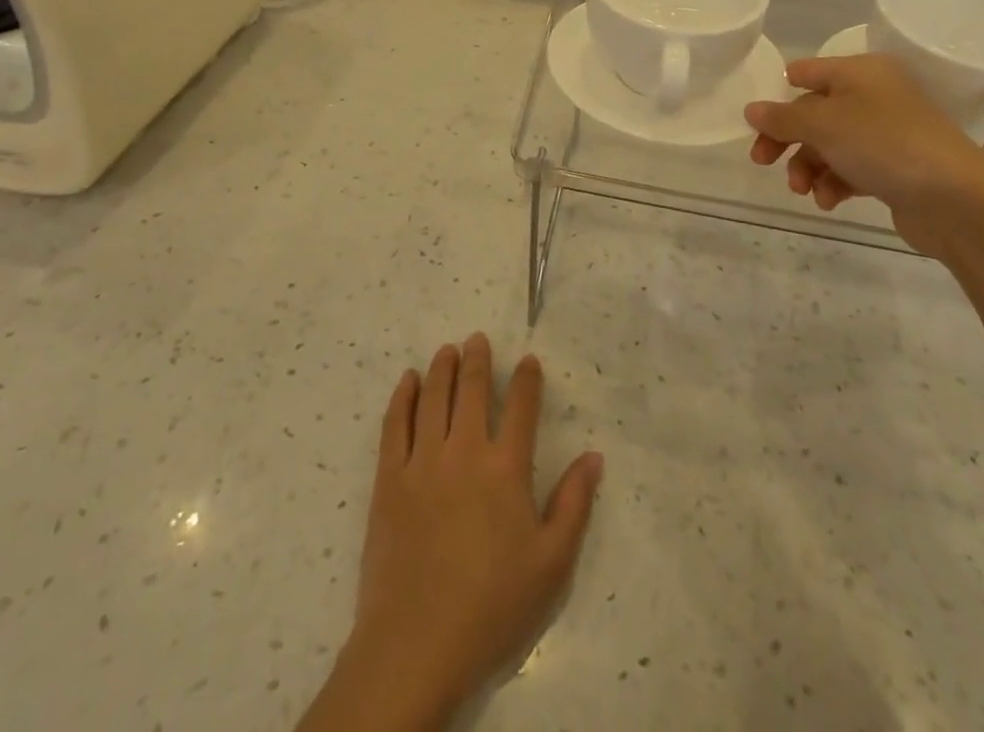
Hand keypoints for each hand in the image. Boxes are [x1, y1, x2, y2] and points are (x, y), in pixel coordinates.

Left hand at [332, 335, 602, 724]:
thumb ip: (574, 504)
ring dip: (442, 368)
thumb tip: (594, 456)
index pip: (522, 408)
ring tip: (447, 350)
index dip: (527, 379)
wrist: (418, 643)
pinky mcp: (389, 478)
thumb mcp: (551, 564)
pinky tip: (407, 380)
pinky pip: (395, 424)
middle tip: (477, 339)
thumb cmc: (493, 606)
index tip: (529, 360)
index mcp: (506, 468)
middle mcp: (465, 451)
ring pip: (433, 398)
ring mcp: (423, 461)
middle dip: (478, 360)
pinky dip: (402, 396)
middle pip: (473, 391)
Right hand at [744, 53, 983, 222]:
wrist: (957, 199)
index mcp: (860, 72)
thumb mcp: (823, 124)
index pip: (806, 72)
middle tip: (762, 161)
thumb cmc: (884, 144)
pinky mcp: (894, 167)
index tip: (758, 123)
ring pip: (829, 144)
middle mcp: (874, 95)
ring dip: (808, 166)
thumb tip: (751, 110)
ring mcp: (886, 133)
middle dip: (787, 139)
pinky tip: (828, 201)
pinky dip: (833, 182)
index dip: (778, 93)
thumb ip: (782, 117)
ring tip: (804, 190)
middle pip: (813, 112)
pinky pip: (850, 168)